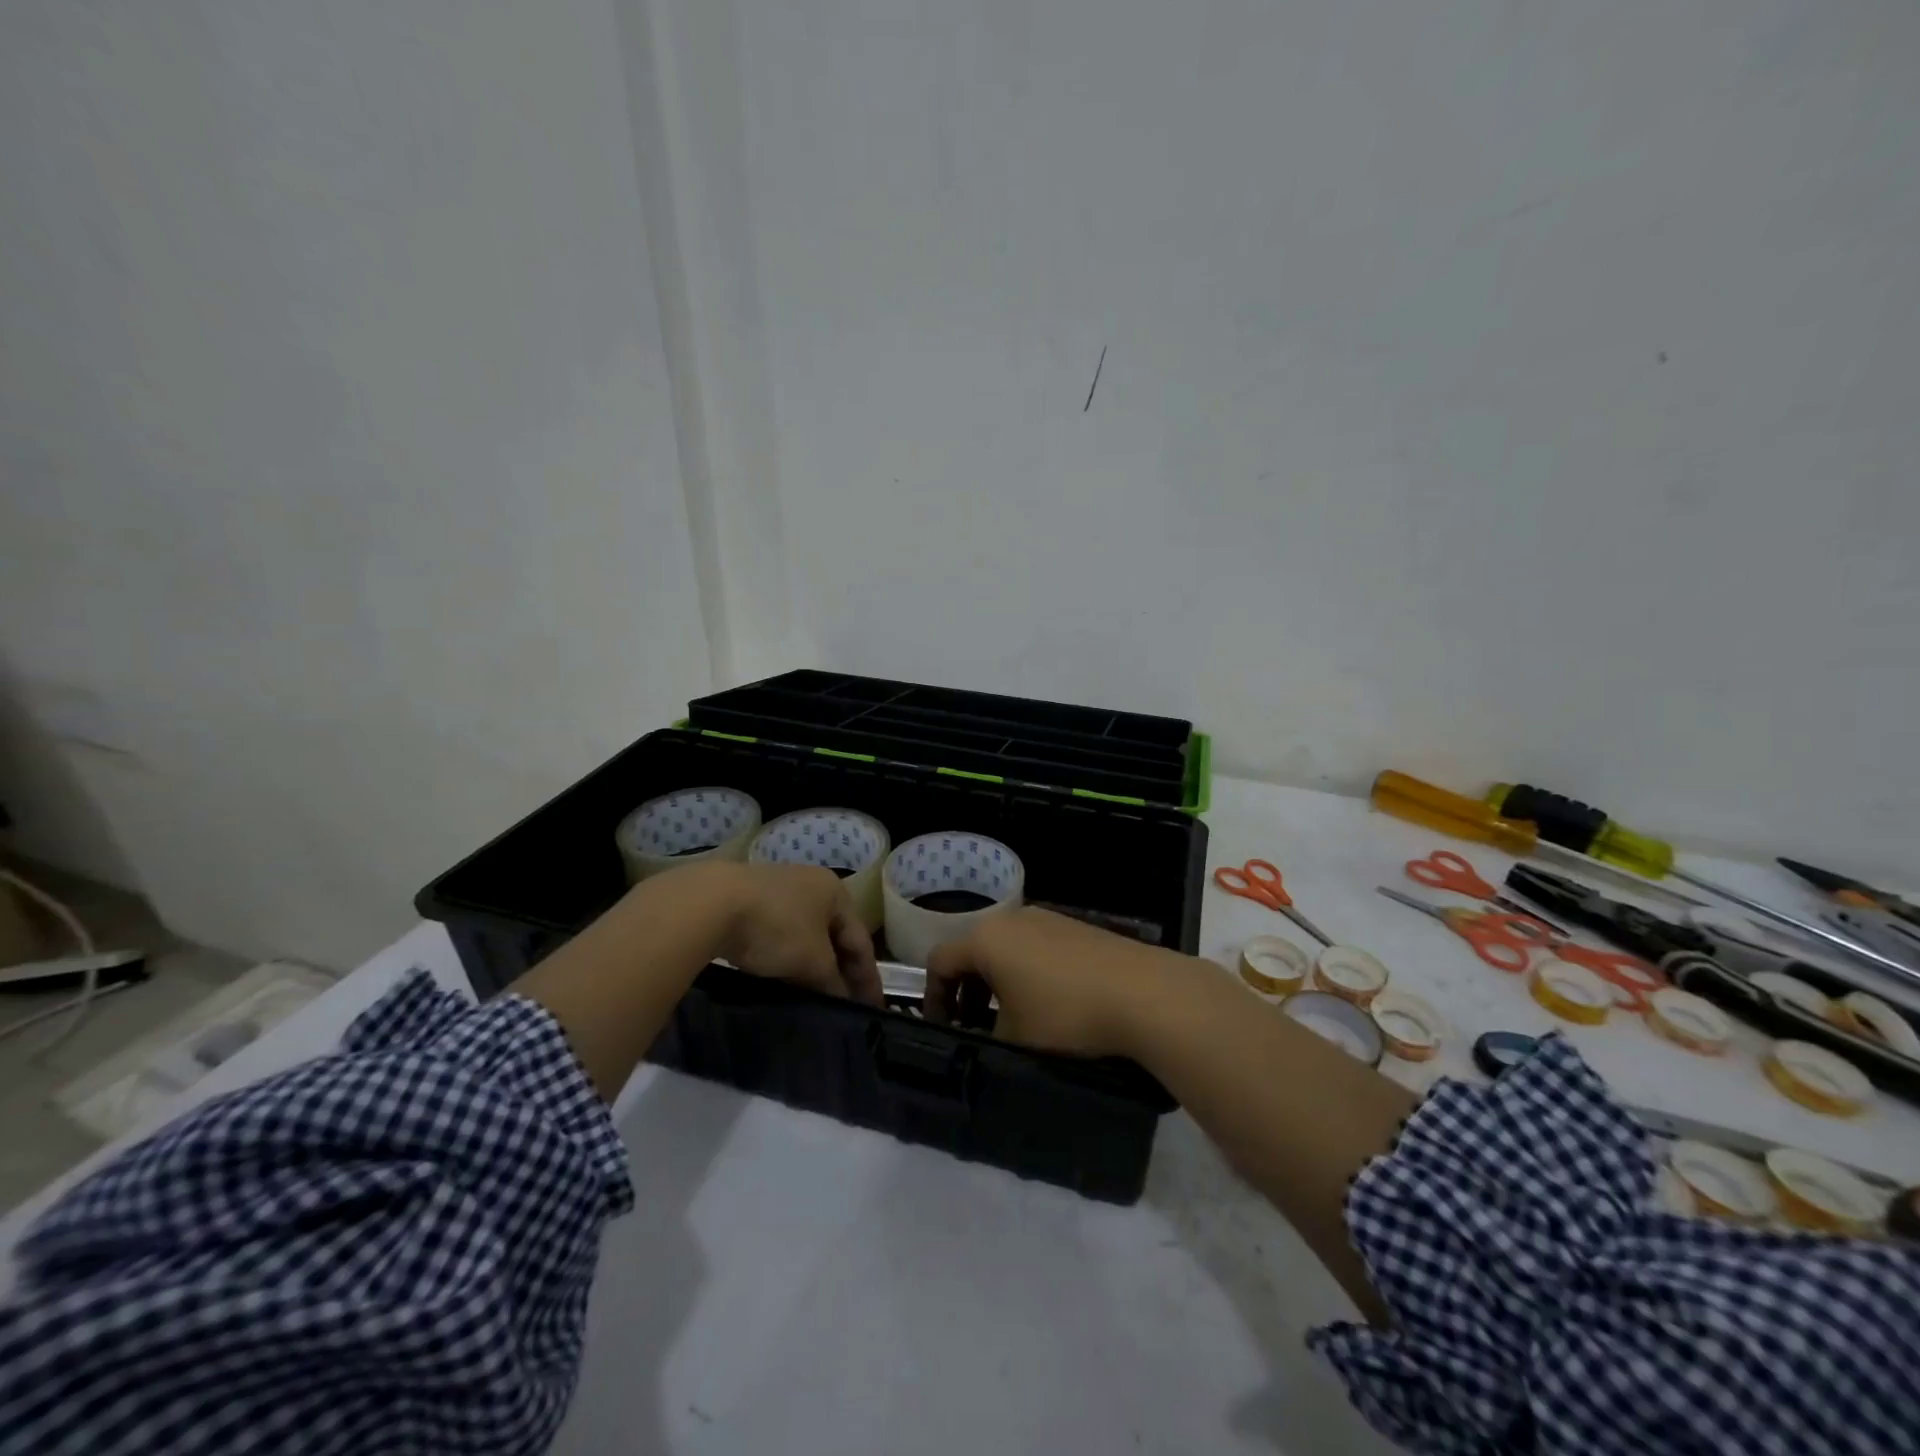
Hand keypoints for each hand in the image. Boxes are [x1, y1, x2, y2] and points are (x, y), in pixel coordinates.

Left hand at [713, 862, 882, 1005]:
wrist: (711, 903)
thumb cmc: (776, 928)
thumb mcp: (812, 962)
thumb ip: (833, 982)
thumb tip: (842, 999)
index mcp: (836, 892)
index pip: (861, 941)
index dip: (869, 978)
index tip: (874, 1009)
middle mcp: (812, 884)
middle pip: (834, 936)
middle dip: (840, 971)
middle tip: (845, 1006)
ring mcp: (780, 889)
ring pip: (806, 935)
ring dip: (812, 966)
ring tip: (814, 996)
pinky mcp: (750, 900)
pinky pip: (780, 934)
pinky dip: (787, 957)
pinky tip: (782, 976)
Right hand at [923, 907, 1179, 1055]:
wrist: (1142, 993)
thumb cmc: (1065, 1014)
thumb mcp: (1014, 1039)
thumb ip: (985, 1037)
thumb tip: (983, 1037)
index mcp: (986, 939)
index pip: (940, 962)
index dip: (934, 998)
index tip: (943, 1031)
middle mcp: (1011, 918)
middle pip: (972, 951)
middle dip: (966, 990)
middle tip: (973, 1027)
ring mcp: (1046, 918)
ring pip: (1005, 948)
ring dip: (997, 981)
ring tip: (1010, 1019)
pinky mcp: (1075, 927)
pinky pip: (1035, 947)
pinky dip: (1026, 972)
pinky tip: (1048, 1003)